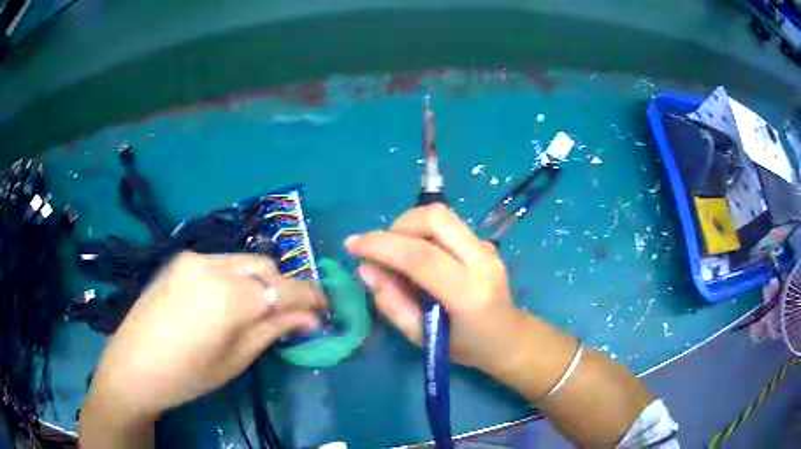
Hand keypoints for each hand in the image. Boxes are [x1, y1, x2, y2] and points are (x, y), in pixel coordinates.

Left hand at [85, 252, 325, 418]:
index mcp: (231, 296)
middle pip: (267, 267)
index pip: (287, 288)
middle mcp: (215, 265)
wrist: (134, 366)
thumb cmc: (188, 375)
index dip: (312, 297)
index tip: (326, 309)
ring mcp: (194, 258)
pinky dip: (236, 276)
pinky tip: (226, 300)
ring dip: (260, 280)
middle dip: (285, 288)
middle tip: (290, 315)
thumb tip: (310, 318)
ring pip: (244, 261)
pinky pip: (221, 262)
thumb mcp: (236, 359)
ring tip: (257, 309)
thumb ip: (274, 330)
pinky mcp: (180, 260)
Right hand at [345, 204, 527, 374]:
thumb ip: (391, 303)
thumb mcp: (421, 337)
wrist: (508, 338)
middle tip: (381, 251)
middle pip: (435, 218)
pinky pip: (447, 224)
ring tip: (396, 252)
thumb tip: (366, 268)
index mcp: (469, 294)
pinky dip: (422, 231)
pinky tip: (419, 254)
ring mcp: (487, 247)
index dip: (381, 245)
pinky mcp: (485, 242)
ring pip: (441, 214)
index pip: (421, 256)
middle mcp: (482, 261)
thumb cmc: (464, 346)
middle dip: (397, 226)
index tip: (351, 244)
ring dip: (409, 225)